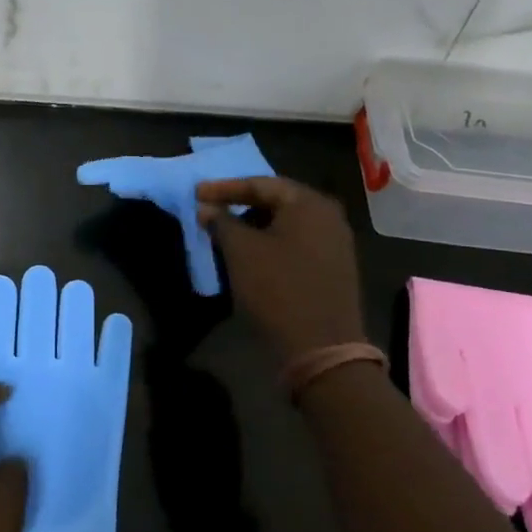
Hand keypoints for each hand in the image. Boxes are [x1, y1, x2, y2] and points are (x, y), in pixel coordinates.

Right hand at [195, 176, 368, 360]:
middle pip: (276, 201)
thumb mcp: (240, 251)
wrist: (321, 348)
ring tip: (226, 236)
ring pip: (286, 224)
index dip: (224, 188)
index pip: (260, 184)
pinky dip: (271, 244)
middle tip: (211, 212)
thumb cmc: (277, 289)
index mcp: (309, 203)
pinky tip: (251, 257)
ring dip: (254, 226)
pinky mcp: (334, 268)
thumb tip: (207, 207)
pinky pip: (296, 243)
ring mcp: (336, 243)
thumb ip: (221, 221)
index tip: (196, 194)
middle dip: (240, 206)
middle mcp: (328, 216)